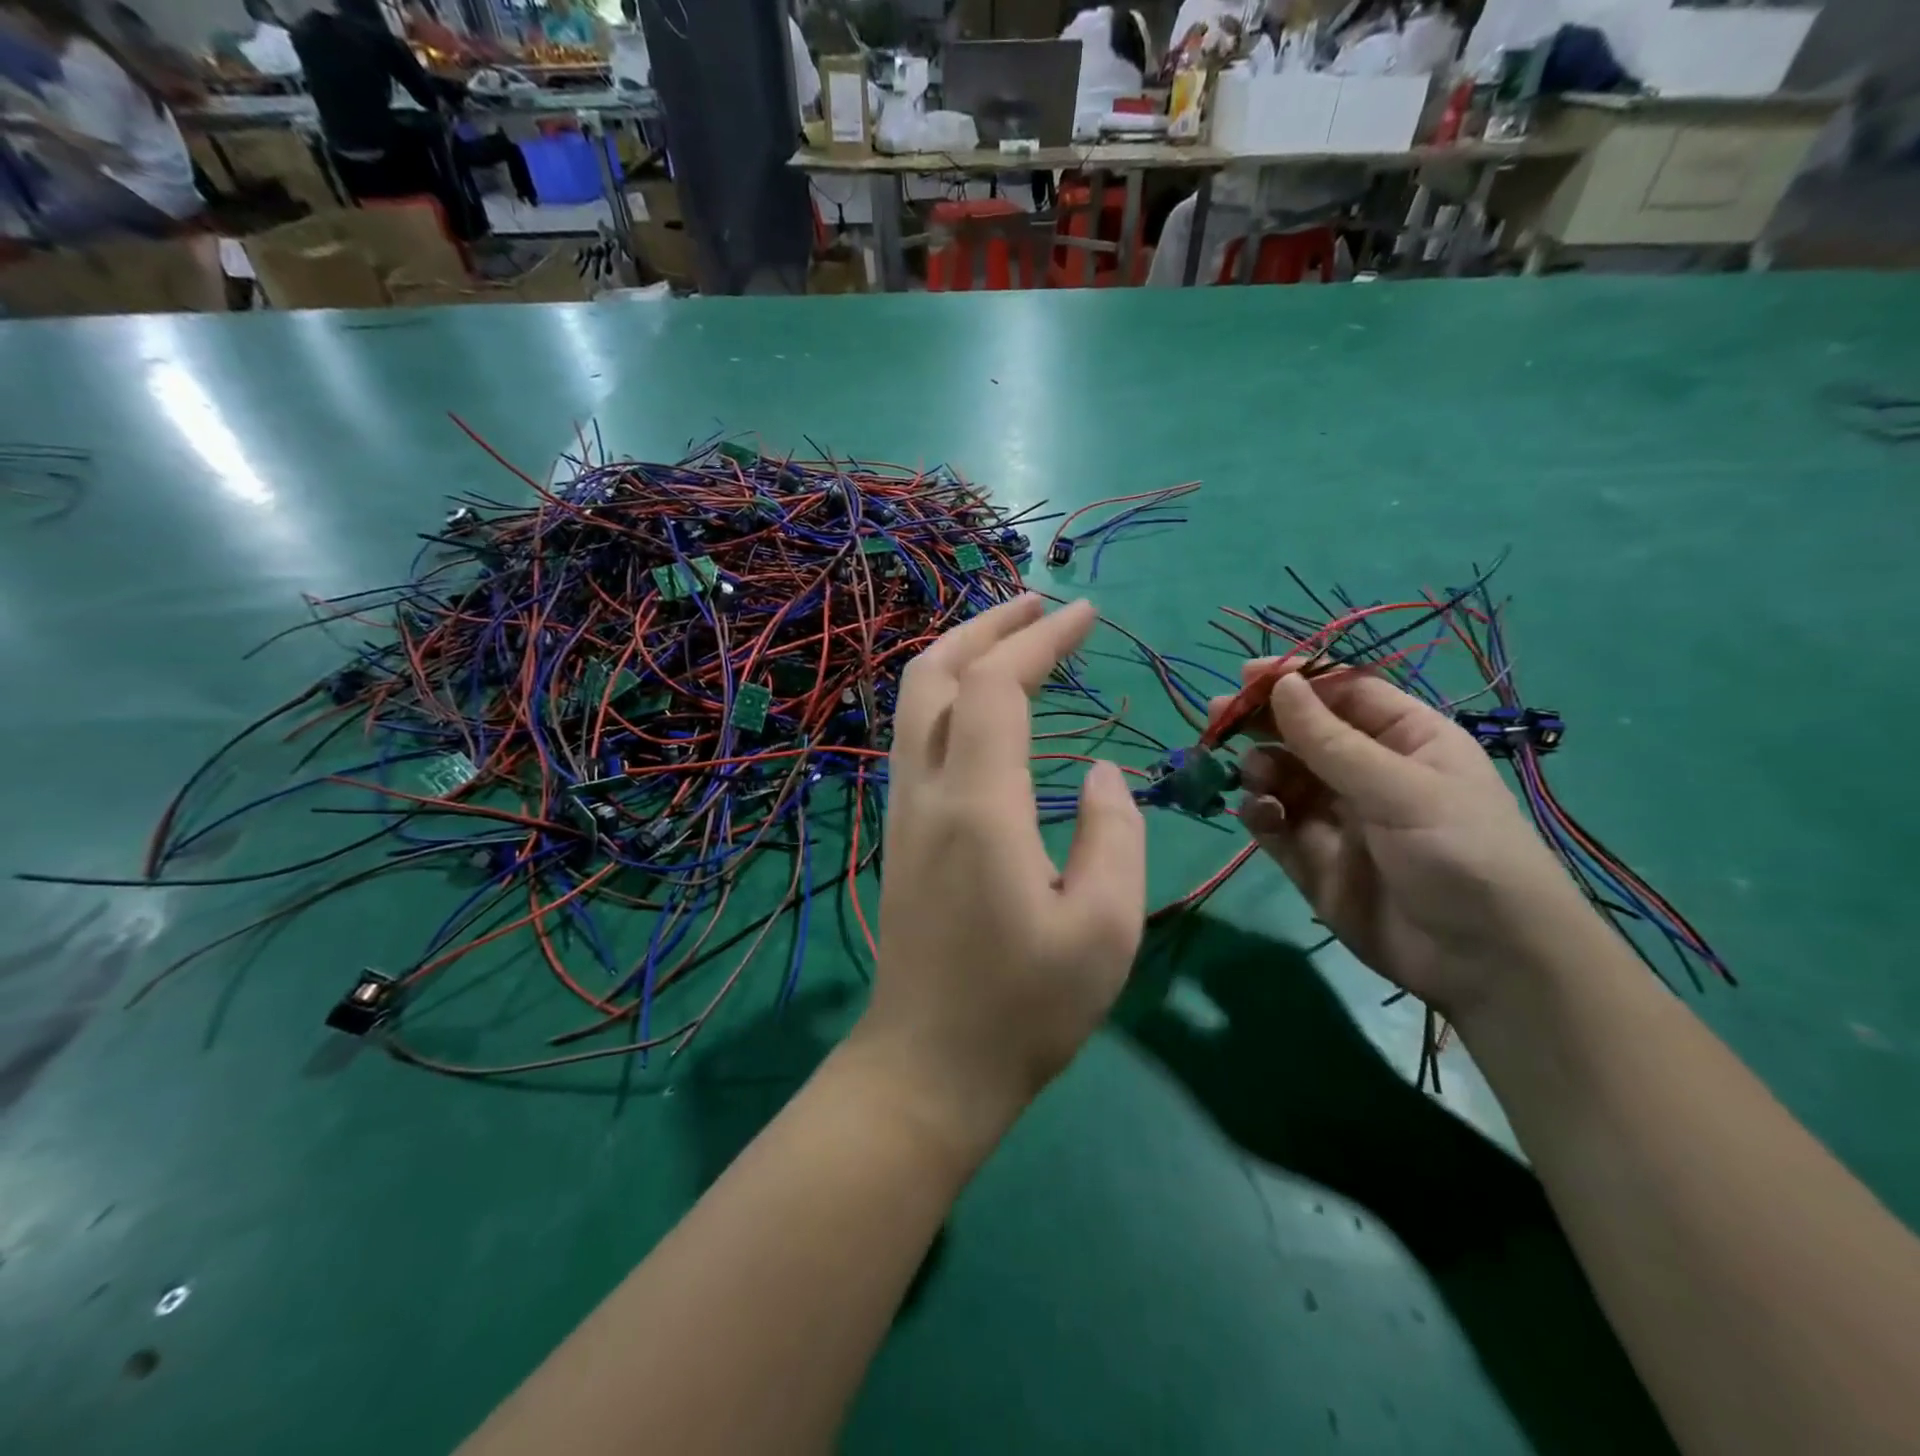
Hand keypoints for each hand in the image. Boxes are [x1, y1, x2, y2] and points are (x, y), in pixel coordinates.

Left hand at [858, 595, 1146, 1154]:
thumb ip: (1112, 833)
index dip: (1041, 638)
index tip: (1085, 614)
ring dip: (961, 654)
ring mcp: (903, 809)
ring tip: (1013, 638)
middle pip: (936, 672)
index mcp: (978, 805)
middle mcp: (926, 791)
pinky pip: (915, 734)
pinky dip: (948, 694)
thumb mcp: (1105, 928)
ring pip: (915, 700)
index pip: (998, 685)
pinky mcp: (900, 830)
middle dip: (988, 625)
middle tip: (1040, 604)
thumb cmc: (1025, 1008)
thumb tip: (1096, 772)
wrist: (928, 1067)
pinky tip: (983, 705)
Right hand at [1215, 662, 1590, 1019]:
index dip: (1297, 680)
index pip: (1344, 693)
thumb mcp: (1400, 789)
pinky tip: (1262, 815)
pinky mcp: (1314, 860)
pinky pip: (1275, 824)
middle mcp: (1368, 772)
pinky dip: (1261, 814)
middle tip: (1217, 716)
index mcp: (1406, 739)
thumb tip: (1281, 683)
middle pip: (1303, 732)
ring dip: (1260, 769)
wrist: (1486, 964)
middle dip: (1262, 722)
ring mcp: (1338, 817)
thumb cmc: (1461, 854)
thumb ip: (1330, 741)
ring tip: (1256, 777)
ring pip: (1282, 776)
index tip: (1246, 676)